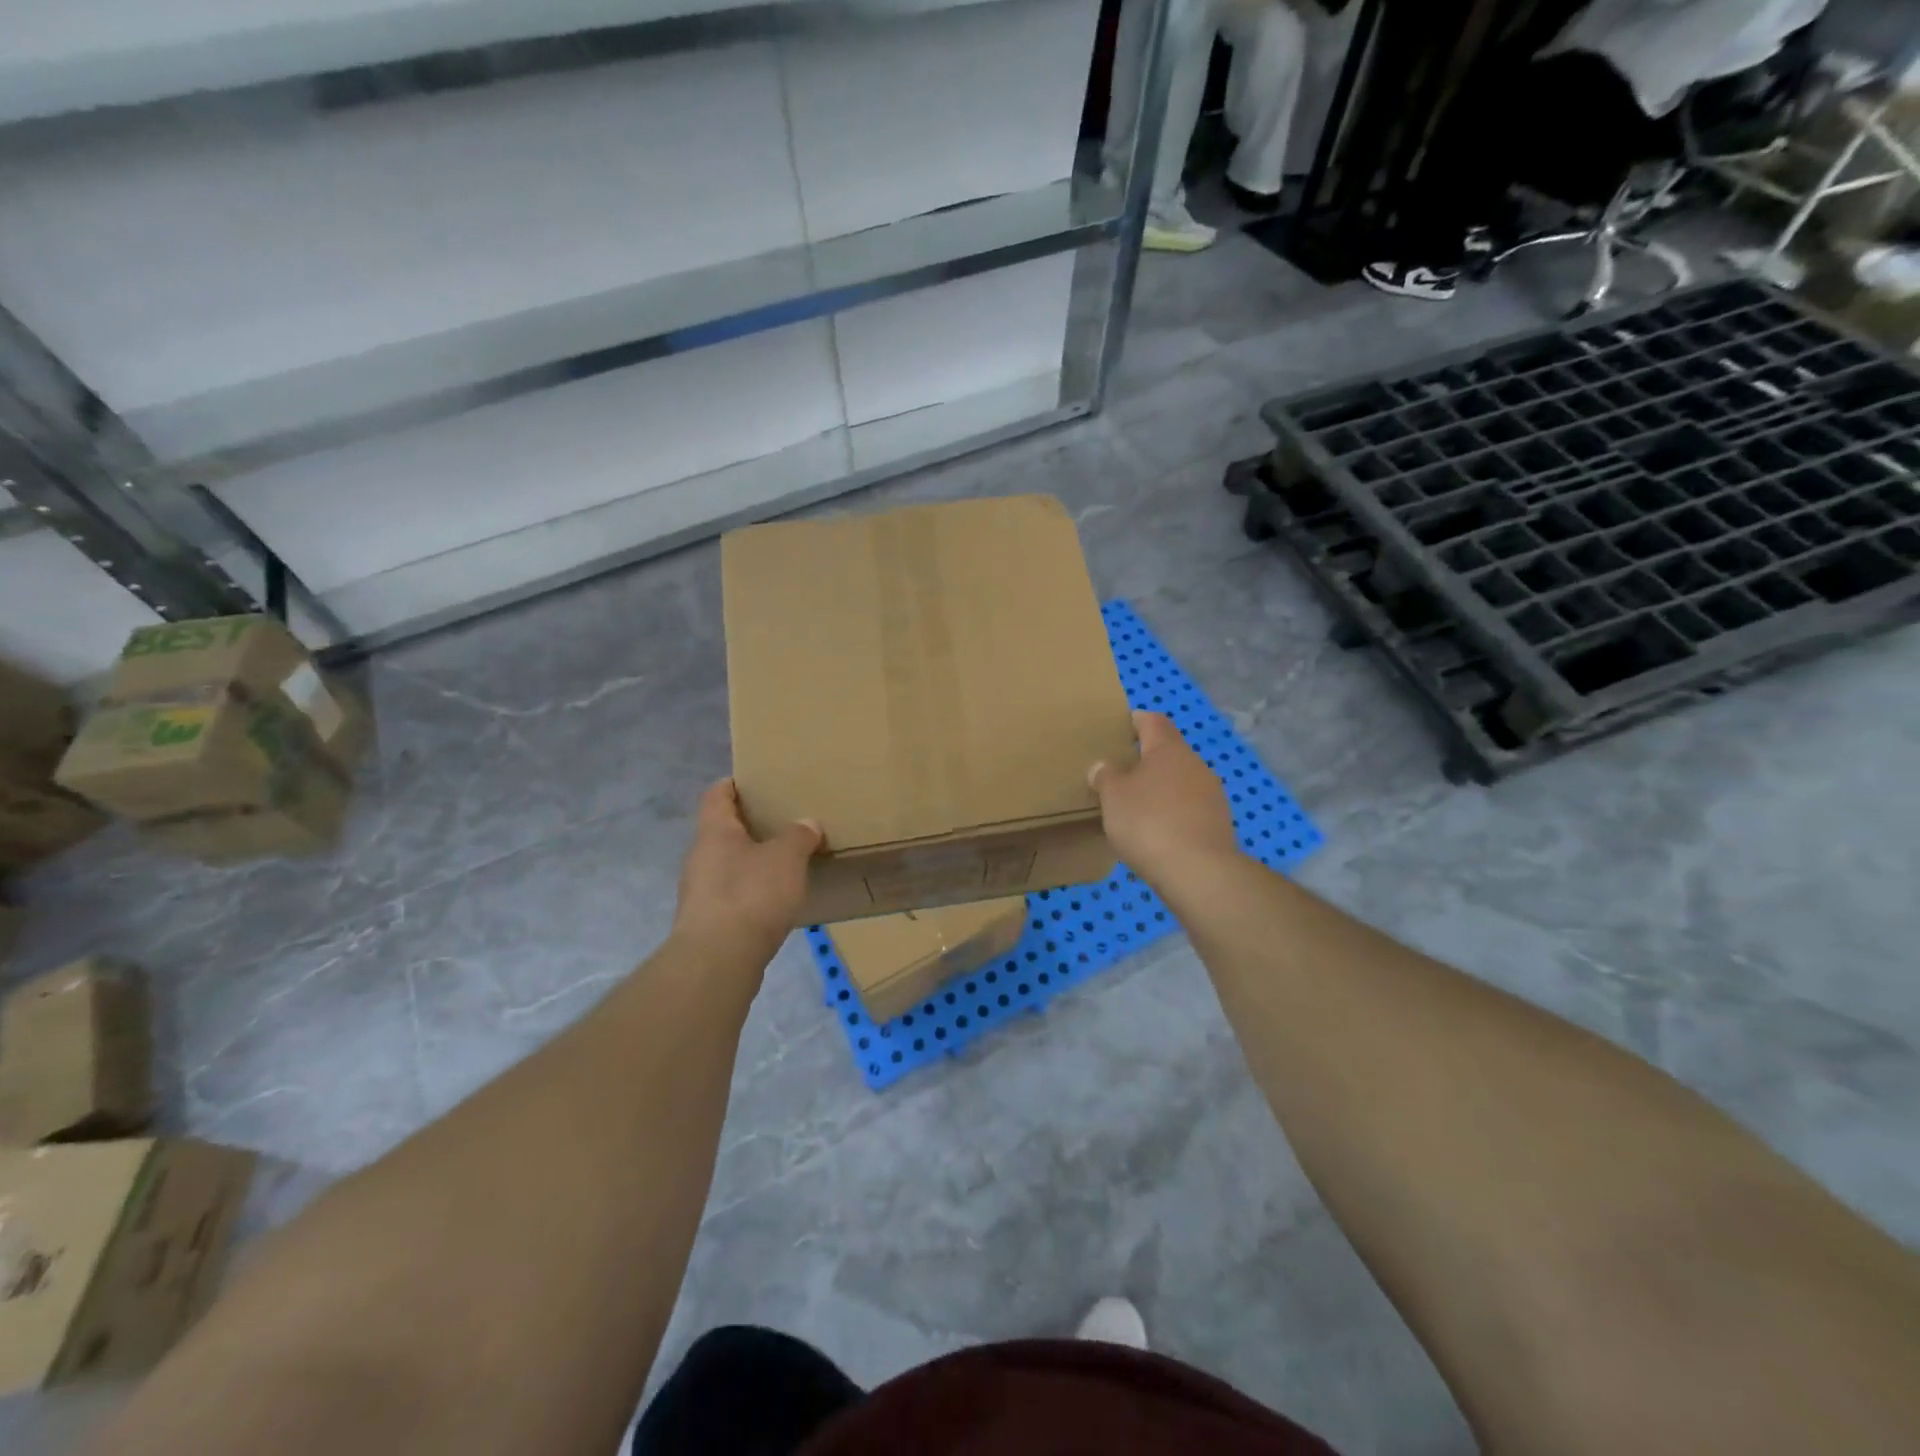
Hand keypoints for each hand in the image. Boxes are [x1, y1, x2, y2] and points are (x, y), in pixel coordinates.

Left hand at [672, 779, 820, 959]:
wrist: (718, 960)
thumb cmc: (751, 894)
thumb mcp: (786, 858)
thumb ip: (798, 836)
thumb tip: (807, 823)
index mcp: (714, 831)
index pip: (717, 795)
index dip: (734, 785)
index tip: (756, 782)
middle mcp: (699, 857)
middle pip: (722, 831)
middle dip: (749, 826)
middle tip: (782, 822)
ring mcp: (699, 892)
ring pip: (727, 865)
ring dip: (750, 862)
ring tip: (784, 863)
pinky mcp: (707, 923)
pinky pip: (731, 896)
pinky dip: (750, 893)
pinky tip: (774, 901)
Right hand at [1089, 711, 1239, 889]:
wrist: (1198, 871)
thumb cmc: (1148, 822)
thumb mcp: (1113, 797)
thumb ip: (1106, 777)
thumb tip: (1103, 766)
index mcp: (1168, 749)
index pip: (1153, 721)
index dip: (1136, 720)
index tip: (1120, 727)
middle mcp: (1195, 764)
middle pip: (1169, 751)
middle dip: (1147, 759)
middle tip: (1121, 773)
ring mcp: (1212, 793)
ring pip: (1181, 780)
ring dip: (1161, 788)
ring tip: (1137, 806)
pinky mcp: (1219, 822)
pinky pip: (1190, 807)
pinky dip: (1174, 812)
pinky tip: (1158, 832)